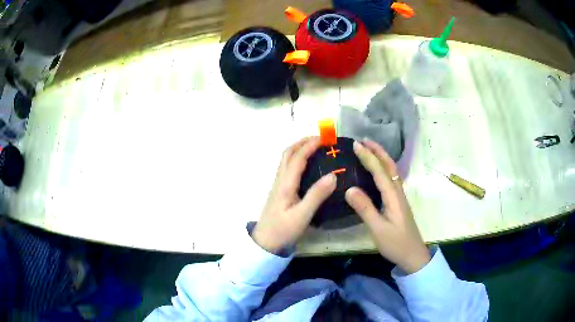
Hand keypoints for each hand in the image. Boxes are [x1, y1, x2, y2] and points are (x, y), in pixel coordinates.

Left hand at [252, 137, 336, 253]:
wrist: (265, 242)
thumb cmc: (283, 230)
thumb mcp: (302, 215)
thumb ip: (316, 196)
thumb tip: (333, 176)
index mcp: (286, 184)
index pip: (298, 158)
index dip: (310, 145)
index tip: (325, 138)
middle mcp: (280, 180)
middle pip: (288, 153)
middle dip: (303, 142)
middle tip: (320, 139)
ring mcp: (278, 185)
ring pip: (286, 159)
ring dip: (299, 148)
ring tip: (315, 147)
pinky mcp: (279, 191)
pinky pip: (287, 168)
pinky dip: (297, 159)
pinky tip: (306, 165)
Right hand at [345, 139, 429, 273]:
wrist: (413, 255)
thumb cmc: (396, 243)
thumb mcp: (378, 229)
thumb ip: (365, 209)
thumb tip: (349, 189)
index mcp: (393, 196)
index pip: (380, 171)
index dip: (368, 157)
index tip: (356, 145)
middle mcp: (398, 192)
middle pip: (390, 166)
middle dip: (378, 151)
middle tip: (363, 140)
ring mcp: (399, 197)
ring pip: (391, 171)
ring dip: (381, 157)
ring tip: (368, 150)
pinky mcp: (398, 203)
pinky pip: (390, 179)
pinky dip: (383, 168)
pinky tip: (376, 171)